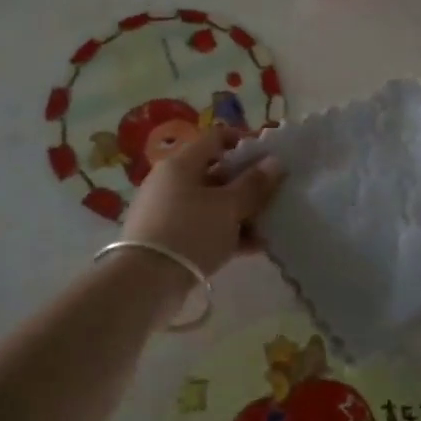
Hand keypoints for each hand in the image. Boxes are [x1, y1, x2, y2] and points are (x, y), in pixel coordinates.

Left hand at [122, 127, 282, 276]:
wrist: (145, 283)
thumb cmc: (191, 231)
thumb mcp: (229, 207)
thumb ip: (254, 184)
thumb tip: (274, 162)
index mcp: (182, 164)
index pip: (215, 138)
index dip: (243, 142)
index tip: (267, 156)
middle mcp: (171, 181)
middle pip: (215, 173)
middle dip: (246, 183)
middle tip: (272, 194)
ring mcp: (167, 211)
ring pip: (211, 203)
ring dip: (240, 211)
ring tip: (268, 225)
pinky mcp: (168, 238)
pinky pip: (203, 227)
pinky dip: (226, 232)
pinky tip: (252, 246)